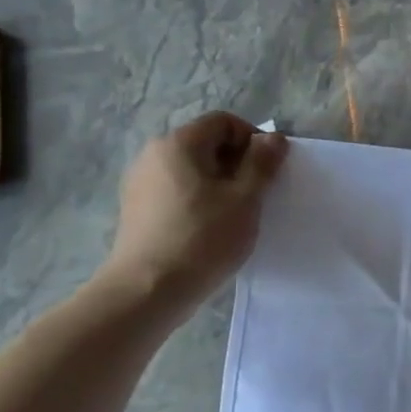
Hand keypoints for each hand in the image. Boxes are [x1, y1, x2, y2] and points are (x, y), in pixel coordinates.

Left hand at [97, 112, 288, 315]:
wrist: (148, 290)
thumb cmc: (203, 238)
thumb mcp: (245, 198)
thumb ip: (262, 163)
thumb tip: (273, 138)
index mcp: (179, 144)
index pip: (223, 121)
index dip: (252, 139)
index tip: (268, 171)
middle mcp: (154, 154)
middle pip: (206, 143)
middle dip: (237, 162)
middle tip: (256, 194)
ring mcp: (140, 182)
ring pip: (192, 169)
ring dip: (219, 183)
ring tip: (234, 215)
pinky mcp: (137, 209)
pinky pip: (177, 190)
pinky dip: (199, 199)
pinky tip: (209, 228)